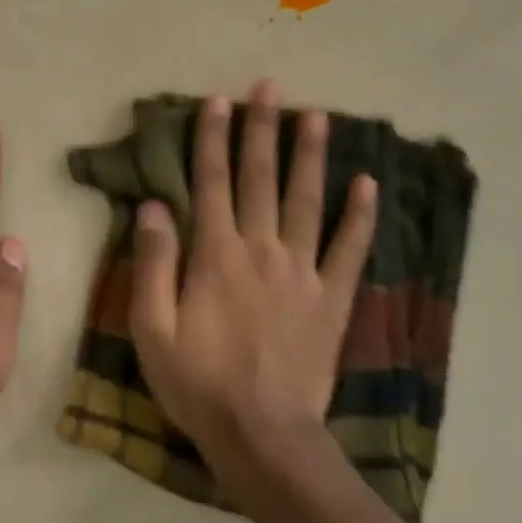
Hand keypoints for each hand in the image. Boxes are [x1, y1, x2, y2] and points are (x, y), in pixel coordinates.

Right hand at [129, 80, 375, 478]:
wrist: (263, 435)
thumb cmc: (198, 383)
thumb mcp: (152, 328)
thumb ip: (153, 263)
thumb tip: (153, 206)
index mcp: (216, 255)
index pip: (212, 182)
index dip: (212, 139)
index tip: (217, 101)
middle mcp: (262, 249)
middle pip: (261, 178)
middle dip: (263, 129)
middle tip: (270, 87)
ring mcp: (303, 271)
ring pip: (308, 200)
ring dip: (311, 155)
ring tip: (317, 115)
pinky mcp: (332, 297)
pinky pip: (350, 248)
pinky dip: (360, 214)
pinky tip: (369, 183)